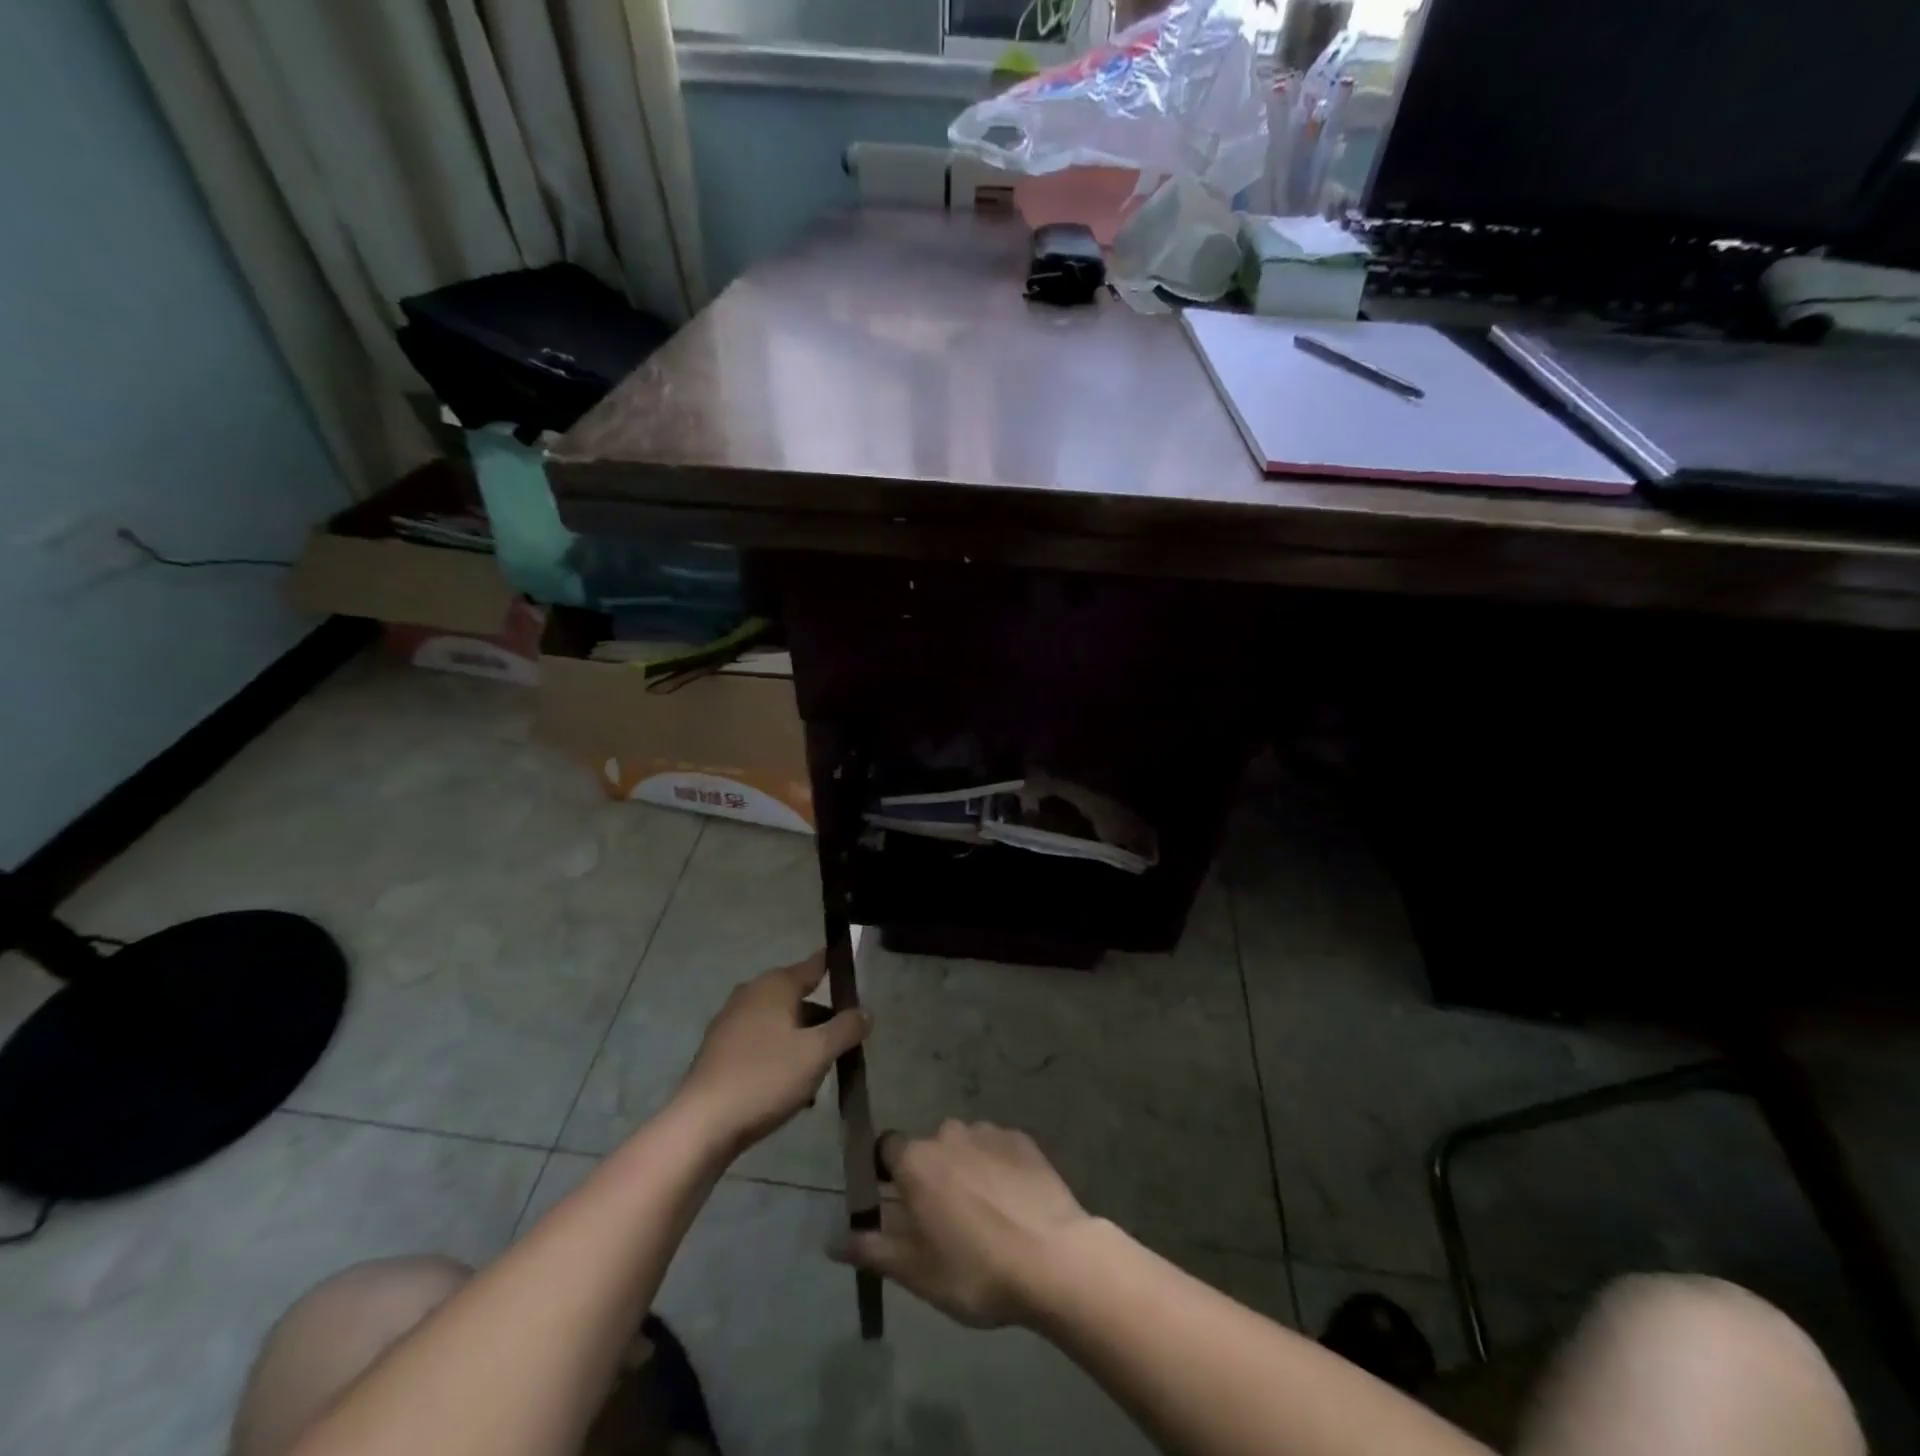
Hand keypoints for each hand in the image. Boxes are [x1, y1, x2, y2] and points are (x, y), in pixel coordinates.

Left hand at [675, 955, 869, 1151]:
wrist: (702, 1124)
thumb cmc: (765, 1077)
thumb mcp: (817, 1054)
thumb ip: (846, 1028)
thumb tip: (865, 1011)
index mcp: (775, 985)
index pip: (814, 965)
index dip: (835, 966)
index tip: (853, 970)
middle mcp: (751, 994)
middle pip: (797, 997)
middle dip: (821, 1016)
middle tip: (844, 1037)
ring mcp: (731, 1021)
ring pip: (778, 1023)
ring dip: (801, 1040)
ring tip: (820, 1069)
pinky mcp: (719, 1050)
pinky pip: (760, 1043)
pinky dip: (779, 1055)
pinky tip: (790, 1086)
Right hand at [831, 1120, 1093, 1328]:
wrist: (1054, 1258)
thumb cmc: (976, 1270)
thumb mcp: (916, 1272)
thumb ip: (872, 1249)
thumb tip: (830, 1241)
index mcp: (917, 1160)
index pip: (886, 1148)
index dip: (887, 1174)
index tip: (896, 1205)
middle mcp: (949, 1133)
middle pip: (928, 1149)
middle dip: (930, 1176)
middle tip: (944, 1222)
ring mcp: (989, 1132)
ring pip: (964, 1146)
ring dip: (965, 1170)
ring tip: (984, 1216)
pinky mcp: (1023, 1140)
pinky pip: (997, 1148)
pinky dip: (997, 1168)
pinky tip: (1012, 1204)